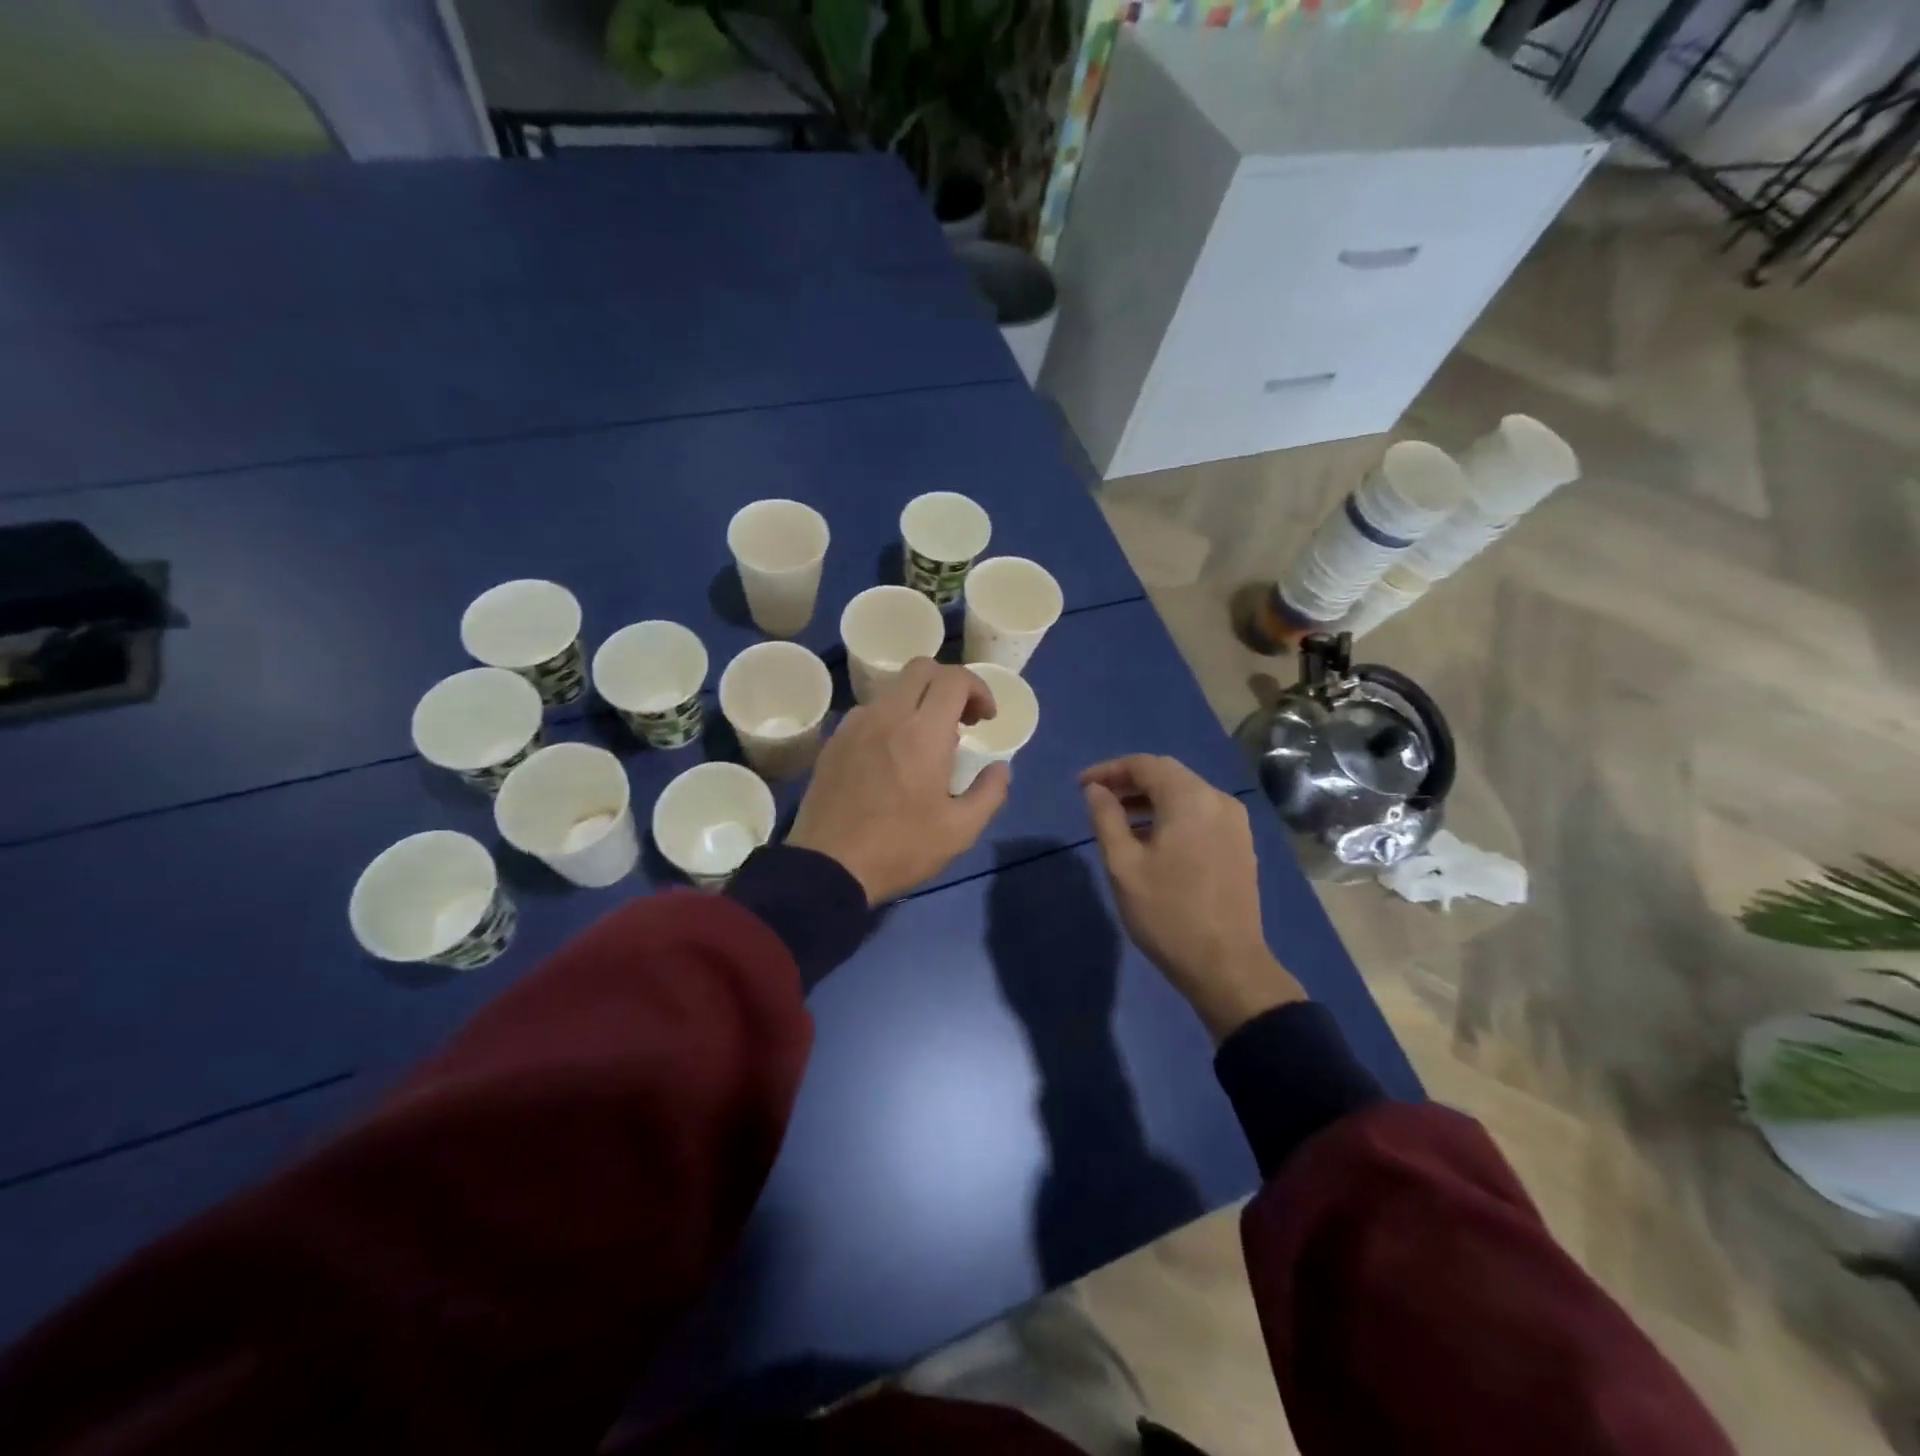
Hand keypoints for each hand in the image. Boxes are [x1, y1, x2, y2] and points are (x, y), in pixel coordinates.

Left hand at [788, 659, 1010, 903]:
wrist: (827, 866)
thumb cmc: (900, 848)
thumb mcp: (960, 831)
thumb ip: (990, 792)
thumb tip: (1000, 767)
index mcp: (923, 732)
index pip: (955, 679)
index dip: (979, 689)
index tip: (985, 720)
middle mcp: (888, 715)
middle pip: (923, 668)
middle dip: (950, 684)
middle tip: (961, 722)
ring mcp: (855, 725)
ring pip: (893, 688)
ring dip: (919, 701)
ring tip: (927, 742)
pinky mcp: (834, 741)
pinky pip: (869, 711)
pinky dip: (891, 718)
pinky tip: (892, 756)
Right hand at [1081, 755, 1303, 1041]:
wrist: (1227, 966)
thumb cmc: (1167, 913)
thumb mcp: (1123, 865)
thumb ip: (1105, 818)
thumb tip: (1095, 790)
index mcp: (1191, 799)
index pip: (1145, 765)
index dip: (1109, 769)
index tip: (1081, 786)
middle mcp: (1219, 800)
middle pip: (1168, 775)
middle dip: (1129, 782)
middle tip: (1097, 800)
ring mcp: (1235, 823)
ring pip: (1185, 794)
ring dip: (1150, 800)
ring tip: (1119, 821)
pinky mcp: (1240, 845)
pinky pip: (1200, 814)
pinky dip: (1172, 815)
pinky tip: (1152, 840)